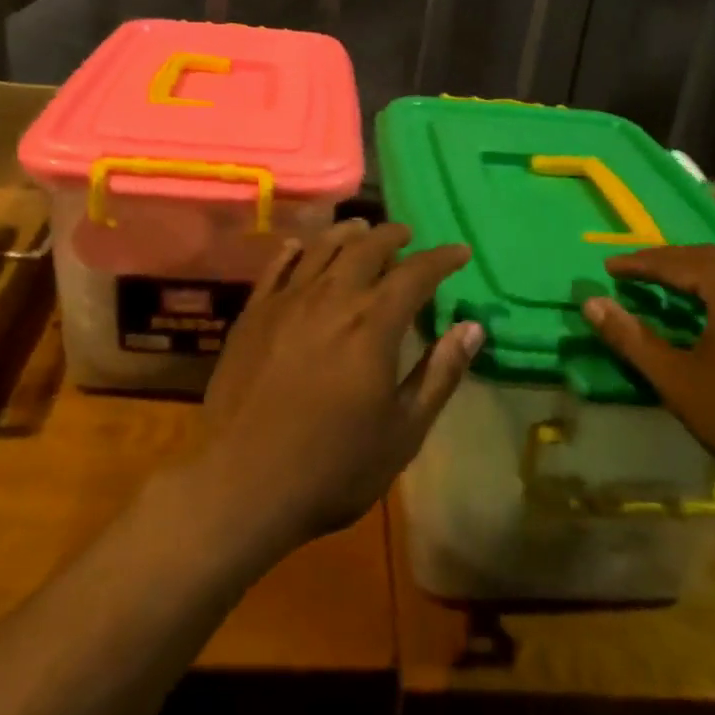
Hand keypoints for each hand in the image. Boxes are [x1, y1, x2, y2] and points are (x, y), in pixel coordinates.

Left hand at [194, 220, 483, 555]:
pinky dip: (295, 250)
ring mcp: (286, 302)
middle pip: (366, 248)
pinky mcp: (253, 315)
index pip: (415, 273)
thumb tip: (473, 327)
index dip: (441, 258)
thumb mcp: (403, 432)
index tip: (459, 251)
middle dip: (392, 236)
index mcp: (373, 324)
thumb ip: (439, 374)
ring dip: (347, 233)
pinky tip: (300, 246)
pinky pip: (276, 267)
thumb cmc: (333, 467)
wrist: (241, 485)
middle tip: (407, 235)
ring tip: (360, 229)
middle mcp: (331, 298)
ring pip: (321, 248)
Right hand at [582, 245, 714, 521]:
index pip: (677, 261)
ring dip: (703, 276)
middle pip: (711, 259)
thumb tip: (590, 303)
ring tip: (675, 287)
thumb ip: (631, 338)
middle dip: (670, 262)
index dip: (638, 263)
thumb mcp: (678, 380)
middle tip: (637, 271)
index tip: (608, 268)